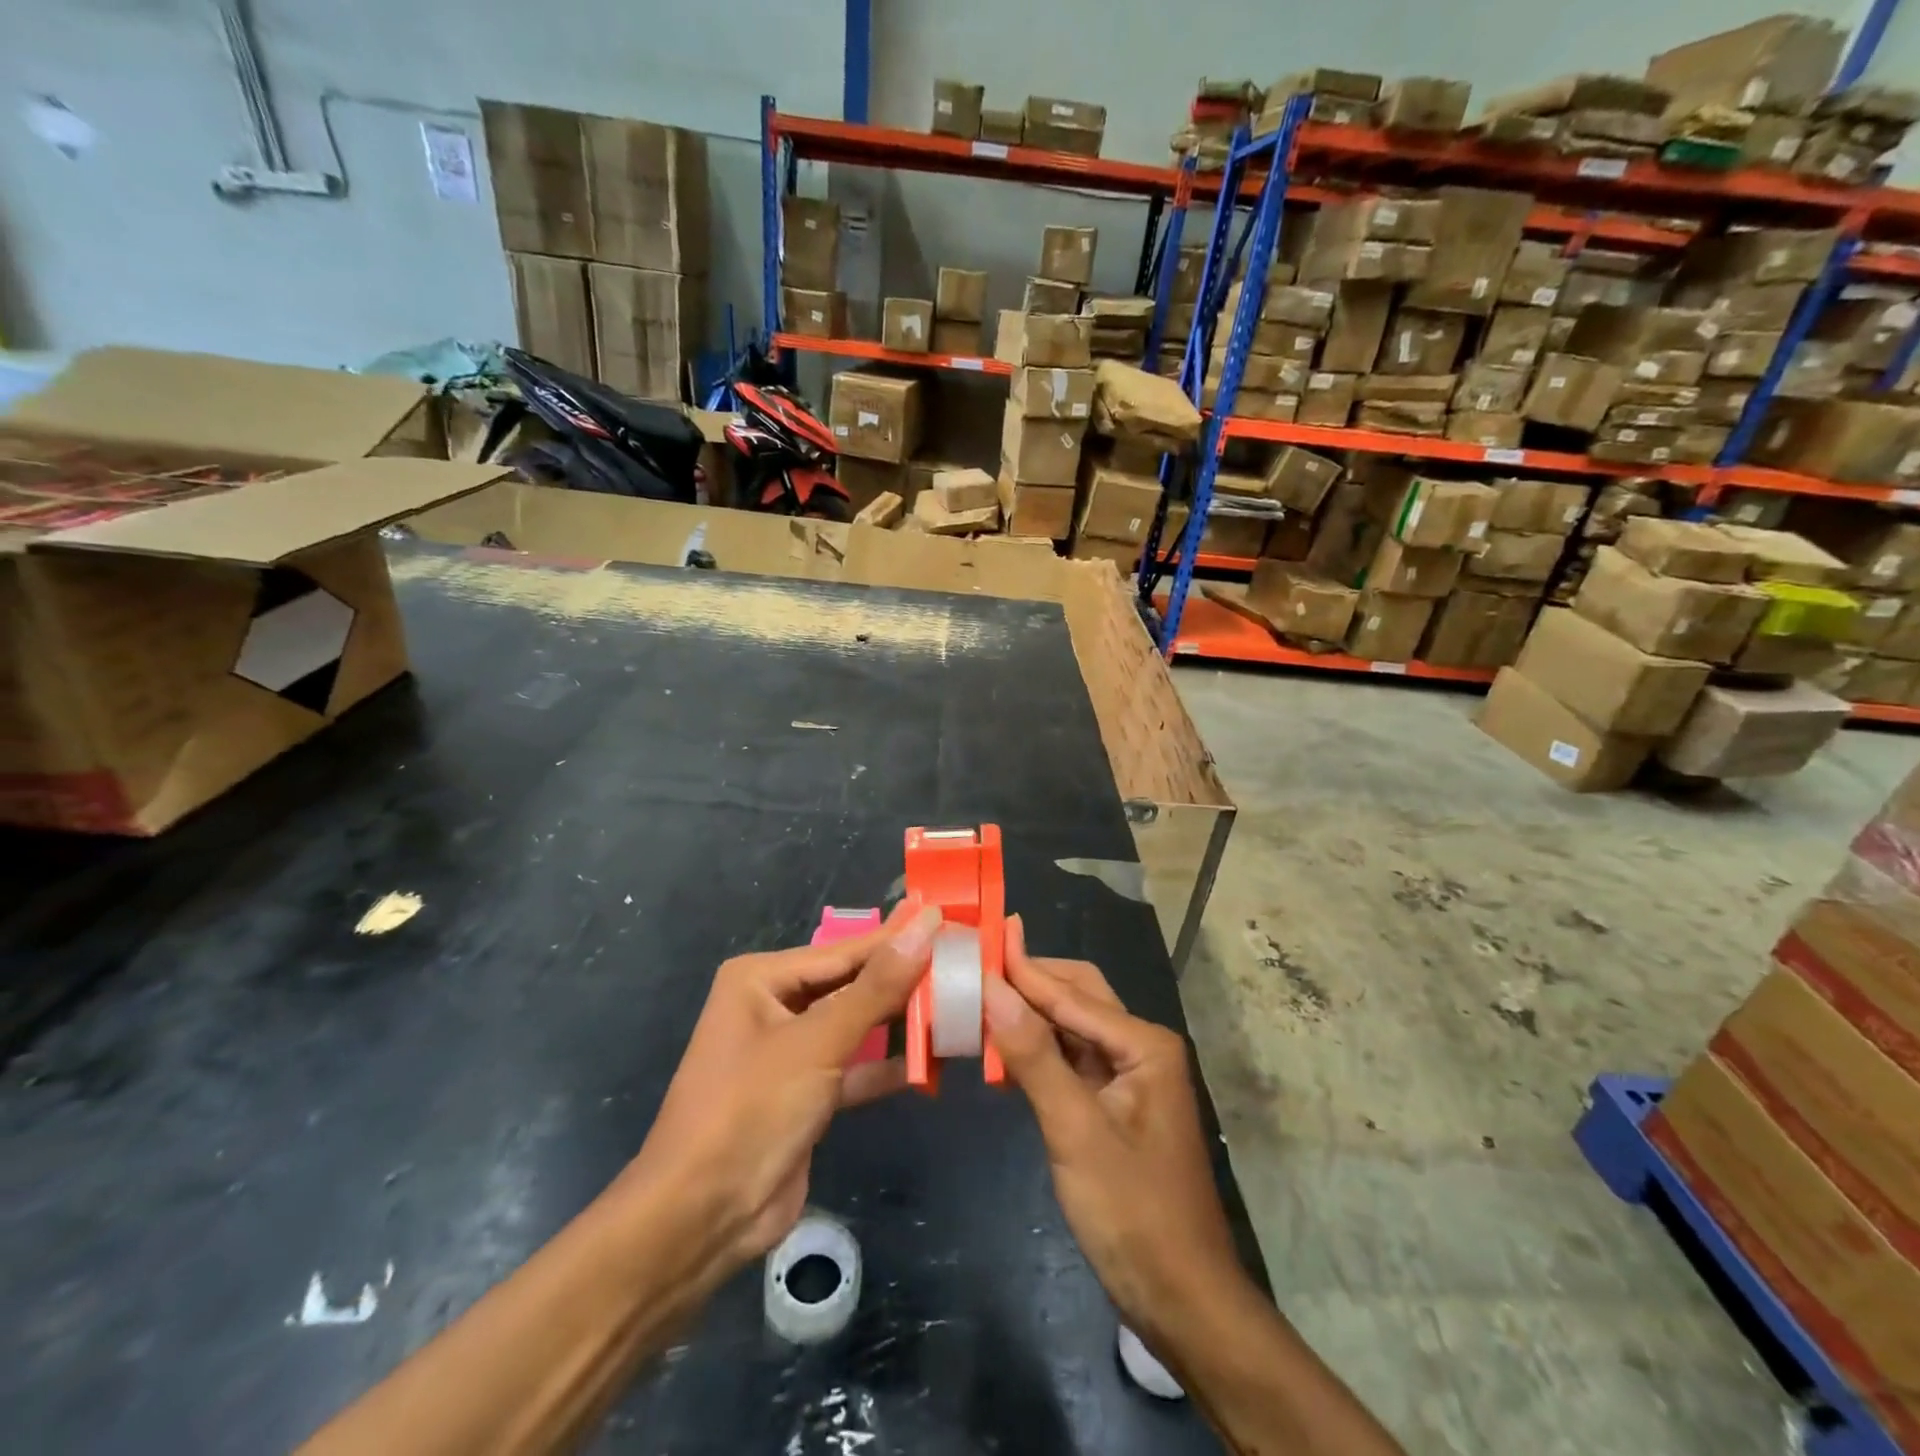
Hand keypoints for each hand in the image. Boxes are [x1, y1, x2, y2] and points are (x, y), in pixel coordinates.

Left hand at [622, 899, 940, 1290]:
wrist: (701, 1218)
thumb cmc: (752, 1108)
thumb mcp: (818, 1041)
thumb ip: (877, 986)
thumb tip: (924, 925)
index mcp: (761, 979)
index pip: (844, 951)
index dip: (897, 939)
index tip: (948, 921)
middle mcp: (773, 1006)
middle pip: (851, 985)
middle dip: (902, 981)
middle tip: (961, 963)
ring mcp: (789, 1053)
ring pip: (855, 1026)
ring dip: (898, 1023)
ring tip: (956, 1005)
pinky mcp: (804, 1095)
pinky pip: (853, 1067)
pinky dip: (885, 1066)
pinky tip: (930, 1061)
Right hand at [983, 917, 1246, 1348]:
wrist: (1181, 1299)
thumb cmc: (1133, 1212)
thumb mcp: (1076, 1132)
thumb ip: (1034, 1056)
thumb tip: (991, 987)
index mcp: (1144, 1044)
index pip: (1070, 994)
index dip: (1021, 969)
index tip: (979, 938)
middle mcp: (1140, 1047)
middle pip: (1077, 996)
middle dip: (1029, 980)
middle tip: (976, 965)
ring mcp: (1128, 1076)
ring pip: (1071, 1027)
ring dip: (1029, 1014)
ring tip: (979, 997)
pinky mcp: (1112, 1104)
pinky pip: (1070, 1059)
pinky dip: (1036, 1050)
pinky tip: (1001, 1048)